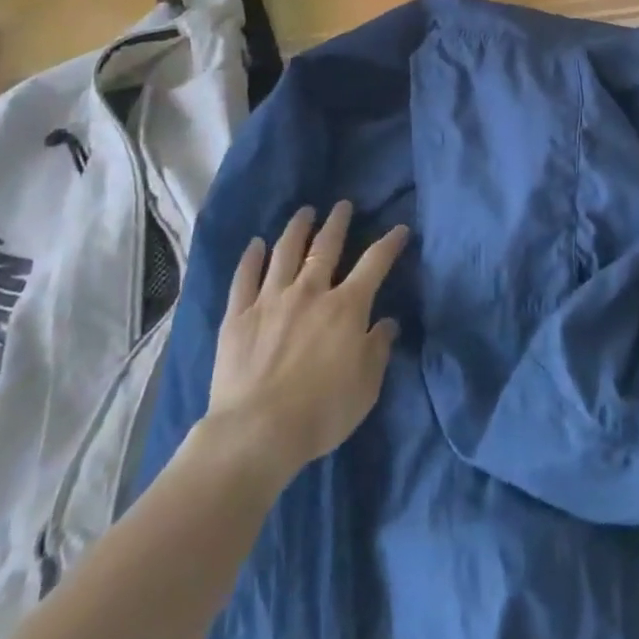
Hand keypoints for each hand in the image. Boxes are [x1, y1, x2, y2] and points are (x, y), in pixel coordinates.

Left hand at [198, 201, 408, 474]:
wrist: (257, 433)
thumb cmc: (321, 412)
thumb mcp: (366, 386)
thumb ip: (378, 349)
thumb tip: (387, 323)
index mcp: (346, 307)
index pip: (375, 263)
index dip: (390, 243)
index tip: (400, 229)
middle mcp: (310, 291)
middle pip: (326, 247)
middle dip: (337, 222)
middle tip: (342, 205)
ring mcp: (271, 299)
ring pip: (285, 252)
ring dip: (297, 228)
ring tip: (304, 212)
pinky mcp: (239, 315)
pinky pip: (245, 278)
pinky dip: (251, 258)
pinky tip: (256, 244)